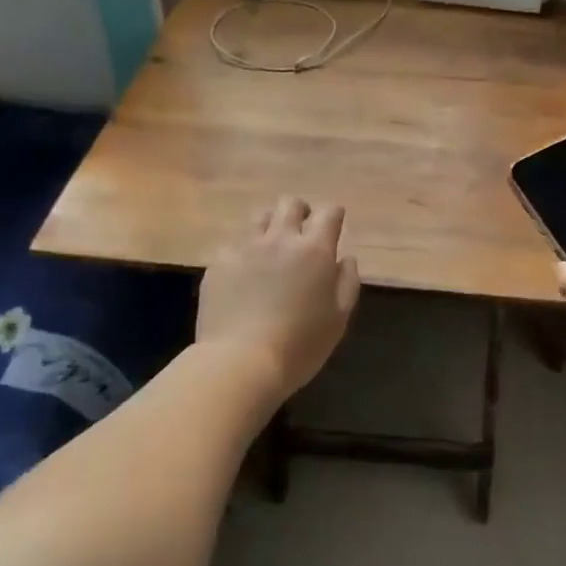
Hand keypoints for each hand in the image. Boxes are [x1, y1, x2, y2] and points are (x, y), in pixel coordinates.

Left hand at [197, 196, 360, 403]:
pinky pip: (234, 245)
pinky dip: (244, 253)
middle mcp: (279, 239)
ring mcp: (245, 248)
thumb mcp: (339, 318)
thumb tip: (345, 259)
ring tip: (272, 248)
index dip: (333, 216)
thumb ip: (347, 282)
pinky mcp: (218, 264)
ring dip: (271, 226)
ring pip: (259, 217)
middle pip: (290, 204)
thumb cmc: (300, 345)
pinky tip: (244, 275)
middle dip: (301, 211)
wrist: (240, 362)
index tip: (334, 228)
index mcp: (314, 250)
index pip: (328, 212)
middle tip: (302, 233)